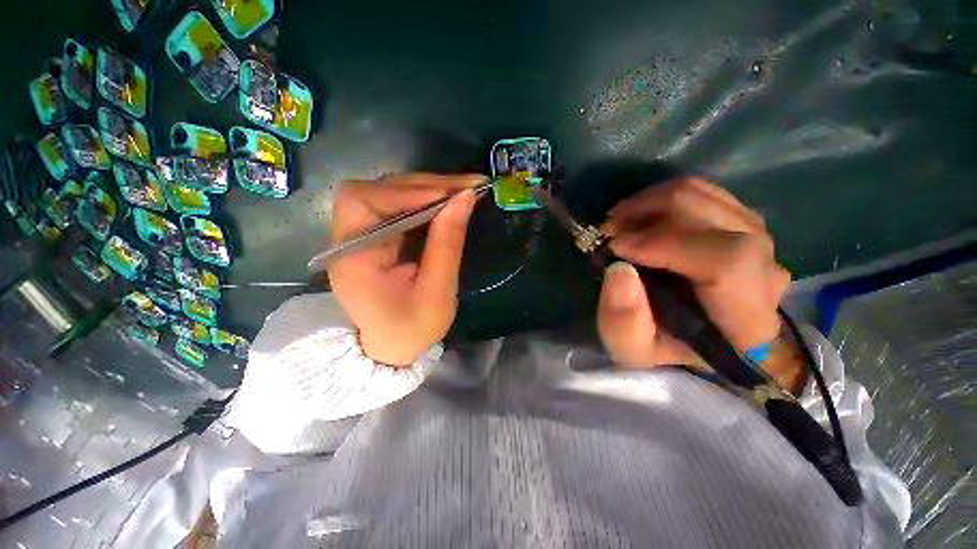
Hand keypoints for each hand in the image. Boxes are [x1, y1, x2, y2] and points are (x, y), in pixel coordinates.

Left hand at [327, 173, 484, 365]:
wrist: (391, 348)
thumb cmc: (412, 329)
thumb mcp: (437, 292)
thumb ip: (448, 244)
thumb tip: (464, 198)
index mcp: (353, 258)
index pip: (365, 202)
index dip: (408, 191)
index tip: (452, 192)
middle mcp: (348, 240)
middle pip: (376, 190)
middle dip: (423, 186)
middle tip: (466, 186)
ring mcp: (359, 236)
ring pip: (387, 194)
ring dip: (425, 190)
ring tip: (461, 192)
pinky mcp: (374, 237)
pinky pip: (396, 207)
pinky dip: (423, 201)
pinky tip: (446, 203)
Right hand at [597, 177, 801, 389]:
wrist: (702, 338)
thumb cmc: (669, 350)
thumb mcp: (633, 351)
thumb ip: (623, 321)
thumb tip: (618, 269)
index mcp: (745, 319)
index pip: (727, 261)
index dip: (667, 244)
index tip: (617, 246)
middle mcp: (765, 271)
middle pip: (716, 218)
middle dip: (651, 214)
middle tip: (609, 229)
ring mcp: (758, 241)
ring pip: (709, 198)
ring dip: (653, 202)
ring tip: (619, 220)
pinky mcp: (742, 223)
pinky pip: (706, 194)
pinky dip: (665, 197)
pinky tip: (640, 215)